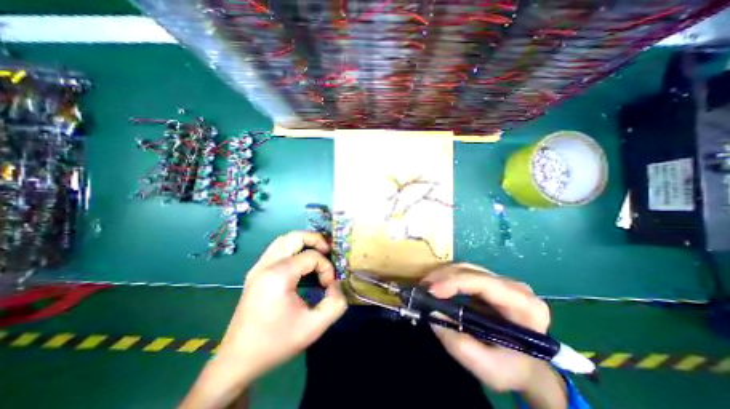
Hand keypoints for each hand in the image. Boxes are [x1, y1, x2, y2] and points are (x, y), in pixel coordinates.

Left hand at [215, 231, 348, 384]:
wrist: (238, 361)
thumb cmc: (276, 343)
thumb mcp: (314, 327)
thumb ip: (335, 303)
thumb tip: (336, 284)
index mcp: (279, 275)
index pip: (311, 256)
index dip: (326, 267)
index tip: (329, 285)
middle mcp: (266, 265)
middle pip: (295, 237)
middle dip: (316, 240)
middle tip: (328, 251)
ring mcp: (258, 267)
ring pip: (284, 240)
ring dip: (303, 242)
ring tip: (317, 253)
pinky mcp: (255, 272)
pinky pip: (276, 249)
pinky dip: (292, 248)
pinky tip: (300, 262)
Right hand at [422, 262, 553, 393]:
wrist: (528, 366)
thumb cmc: (513, 369)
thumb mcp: (488, 368)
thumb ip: (459, 344)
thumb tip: (432, 313)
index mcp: (524, 306)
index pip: (485, 283)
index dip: (455, 282)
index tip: (431, 291)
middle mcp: (514, 286)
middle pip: (472, 271)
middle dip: (443, 277)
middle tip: (422, 288)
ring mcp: (501, 281)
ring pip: (465, 268)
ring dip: (442, 275)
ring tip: (425, 287)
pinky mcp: (490, 282)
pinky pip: (464, 273)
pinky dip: (446, 278)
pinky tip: (435, 286)